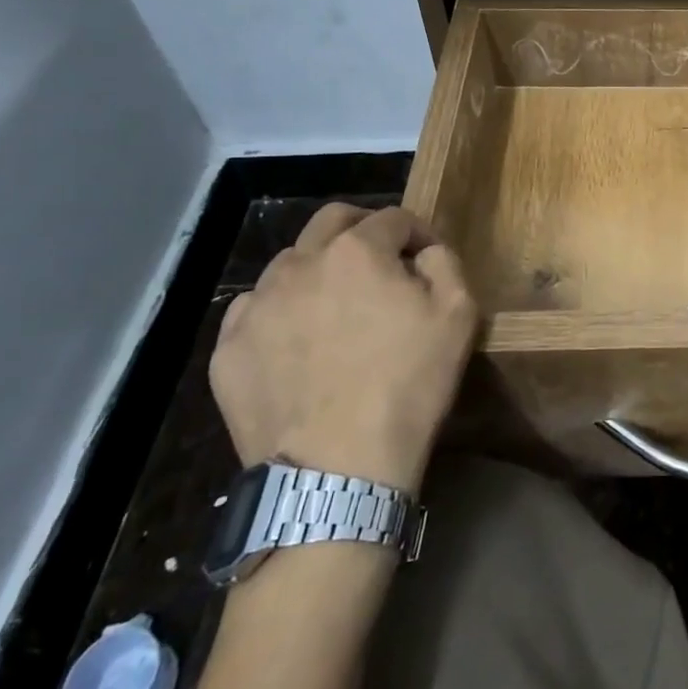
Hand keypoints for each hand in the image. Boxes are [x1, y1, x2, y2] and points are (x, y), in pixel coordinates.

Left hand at [210, 204, 477, 490]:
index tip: (427, 258)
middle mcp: (299, 264)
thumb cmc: (409, 385)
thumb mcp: (459, 315)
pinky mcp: (227, 350)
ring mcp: (256, 306)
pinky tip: (298, 343)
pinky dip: (281, 311)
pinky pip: (255, 310)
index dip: (418, 232)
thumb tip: (422, 253)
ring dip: (319, 270)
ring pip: (289, 264)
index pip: (393, 218)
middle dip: (363, 230)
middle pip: (332, 221)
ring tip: (336, 307)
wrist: (338, 470)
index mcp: (357, 251)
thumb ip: (444, 262)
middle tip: (381, 263)